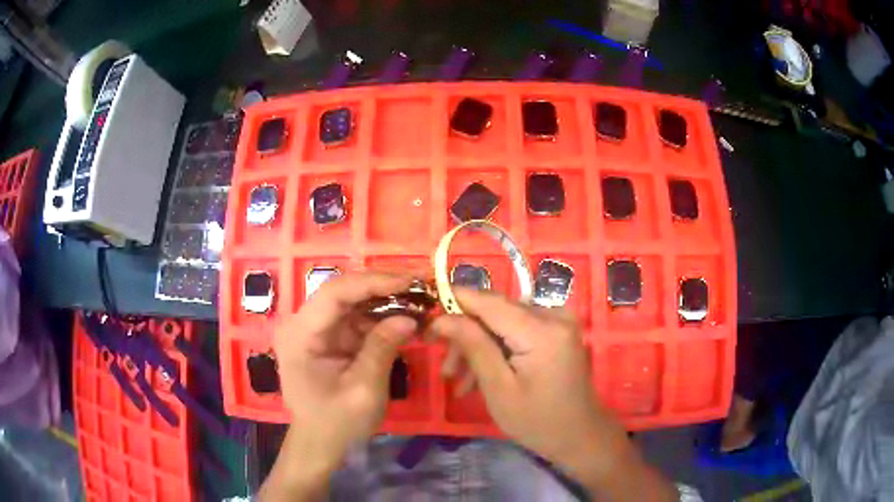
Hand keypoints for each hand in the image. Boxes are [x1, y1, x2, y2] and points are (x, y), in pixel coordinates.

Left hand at [262, 272, 418, 500]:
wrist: (320, 444)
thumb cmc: (337, 423)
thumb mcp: (363, 390)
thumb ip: (382, 349)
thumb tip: (410, 317)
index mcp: (300, 334)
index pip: (335, 293)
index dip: (373, 281)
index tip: (409, 280)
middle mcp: (303, 324)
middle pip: (344, 292)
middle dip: (383, 287)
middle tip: (421, 285)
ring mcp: (316, 330)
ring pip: (353, 302)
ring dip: (386, 301)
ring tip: (420, 300)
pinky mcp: (329, 338)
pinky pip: (357, 319)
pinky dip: (382, 318)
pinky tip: (406, 318)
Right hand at [428, 288, 676, 500]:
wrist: (579, 436)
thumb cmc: (538, 421)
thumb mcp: (498, 388)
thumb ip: (473, 346)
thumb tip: (443, 317)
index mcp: (542, 330)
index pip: (489, 301)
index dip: (454, 301)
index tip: (426, 315)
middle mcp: (554, 315)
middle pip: (495, 313)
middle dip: (466, 337)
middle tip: (445, 368)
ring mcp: (558, 322)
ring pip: (503, 323)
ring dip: (479, 348)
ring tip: (459, 382)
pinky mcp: (557, 332)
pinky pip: (518, 331)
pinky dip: (498, 350)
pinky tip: (481, 378)